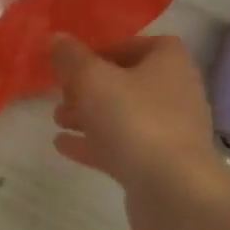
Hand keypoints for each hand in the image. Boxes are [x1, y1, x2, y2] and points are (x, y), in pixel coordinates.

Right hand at [49, 33, 226, 229]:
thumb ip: (71, 58)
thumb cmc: (135, 121)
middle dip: (90, 86)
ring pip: (122, 115)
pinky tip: (63, 145)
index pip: (139, 44)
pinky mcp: (157, 165)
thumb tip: (55, 38)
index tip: (74, 61)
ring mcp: (168, 132)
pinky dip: (93, 144)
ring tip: (57, 119)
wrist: (173, 191)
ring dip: (89, 115)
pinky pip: (121, 146)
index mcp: (169, 63)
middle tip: (60, 92)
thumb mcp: (93, 79)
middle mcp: (174, 93)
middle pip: (127, 81)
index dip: (106, 48)